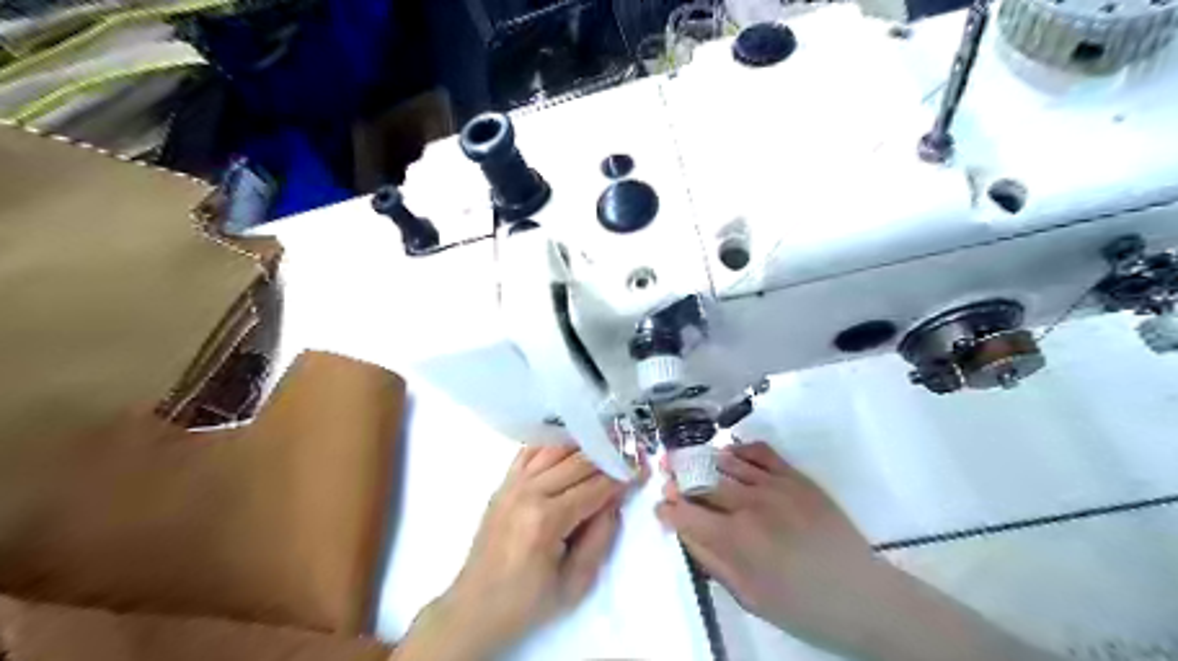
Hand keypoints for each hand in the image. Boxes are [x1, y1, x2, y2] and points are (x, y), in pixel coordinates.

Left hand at [396, 443, 629, 660]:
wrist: (475, 607)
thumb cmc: (528, 601)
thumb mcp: (575, 583)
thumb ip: (600, 538)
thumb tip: (615, 501)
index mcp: (547, 519)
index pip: (595, 487)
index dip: (622, 477)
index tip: (642, 468)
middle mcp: (529, 492)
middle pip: (578, 462)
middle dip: (608, 456)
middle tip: (630, 451)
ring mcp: (512, 484)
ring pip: (555, 450)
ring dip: (583, 444)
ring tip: (606, 440)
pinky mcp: (503, 484)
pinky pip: (529, 452)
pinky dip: (552, 443)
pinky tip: (569, 441)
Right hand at [653, 442, 881, 647]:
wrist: (862, 596)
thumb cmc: (801, 606)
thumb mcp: (748, 596)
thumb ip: (711, 560)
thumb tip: (684, 532)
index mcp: (735, 538)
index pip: (686, 513)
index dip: (668, 508)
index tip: (660, 507)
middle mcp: (750, 503)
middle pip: (701, 481)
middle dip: (678, 478)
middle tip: (667, 475)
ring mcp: (775, 485)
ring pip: (726, 462)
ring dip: (702, 461)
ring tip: (689, 460)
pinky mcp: (796, 477)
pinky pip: (760, 451)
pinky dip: (739, 449)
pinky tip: (729, 455)